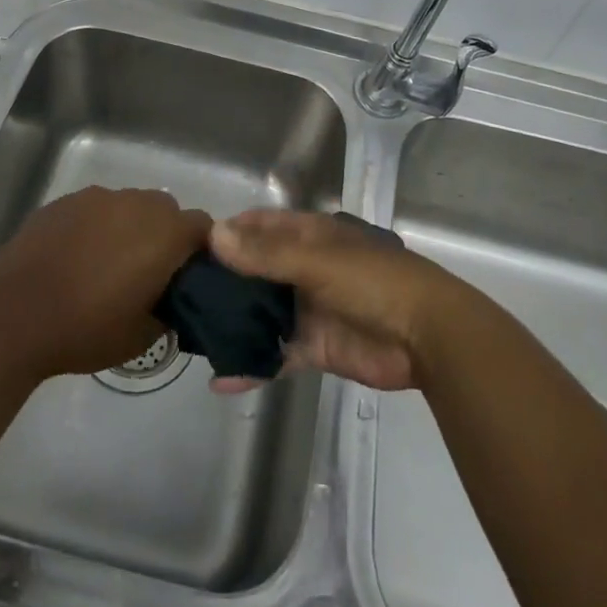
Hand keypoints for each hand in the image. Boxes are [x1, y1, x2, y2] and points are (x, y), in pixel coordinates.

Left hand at [0, 186, 211, 378]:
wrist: (13, 314)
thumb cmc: (85, 328)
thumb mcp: (142, 336)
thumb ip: (171, 312)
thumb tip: (174, 302)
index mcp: (164, 233)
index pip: (203, 227)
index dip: (201, 250)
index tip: (188, 279)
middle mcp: (136, 203)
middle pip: (167, 210)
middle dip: (165, 236)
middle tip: (149, 274)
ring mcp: (98, 197)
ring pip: (130, 206)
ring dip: (130, 228)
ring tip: (107, 266)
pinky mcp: (65, 201)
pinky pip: (96, 209)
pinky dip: (97, 227)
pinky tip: (77, 258)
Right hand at [207, 208, 464, 393]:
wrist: (427, 337)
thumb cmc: (373, 282)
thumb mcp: (316, 261)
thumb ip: (265, 254)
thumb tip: (214, 236)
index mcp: (308, 236)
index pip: (260, 226)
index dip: (228, 233)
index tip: (189, 249)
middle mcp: (304, 268)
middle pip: (256, 270)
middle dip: (223, 282)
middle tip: (179, 298)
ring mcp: (309, 309)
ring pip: (262, 313)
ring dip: (234, 323)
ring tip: (191, 337)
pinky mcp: (316, 348)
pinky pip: (276, 355)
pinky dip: (252, 366)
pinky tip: (221, 380)